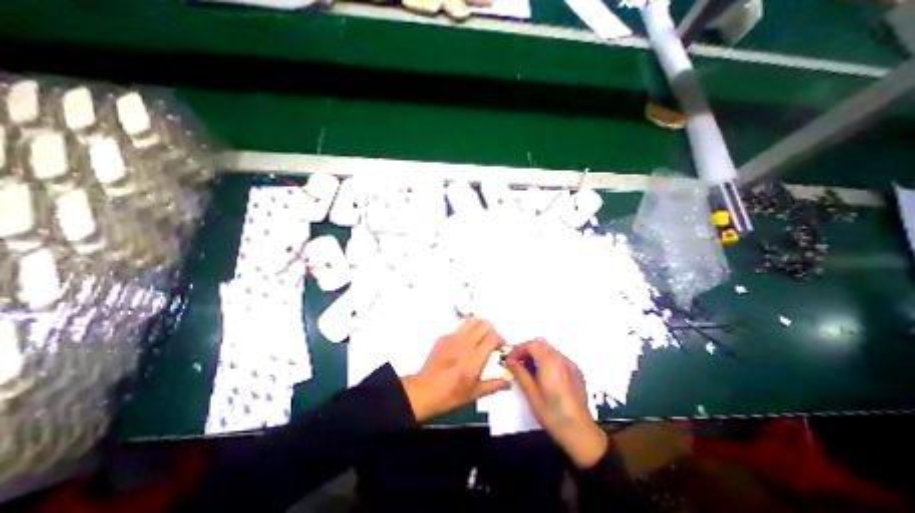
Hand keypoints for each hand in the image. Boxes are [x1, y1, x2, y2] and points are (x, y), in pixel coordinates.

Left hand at [402, 318, 512, 421]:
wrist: (424, 391)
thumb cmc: (450, 395)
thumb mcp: (474, 394)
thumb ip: (493, 385)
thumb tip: (508, 382)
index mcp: (474, 359)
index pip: (493, 337)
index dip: (500, 339)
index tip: (501, 346)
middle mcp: (464, 344)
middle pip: (484, 324)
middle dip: (491, 330)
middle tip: (491, 341)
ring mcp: (452, 338)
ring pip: (471, 321)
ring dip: (479, 326)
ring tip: (479, 338)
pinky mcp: (443, 338)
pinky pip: (459, 328)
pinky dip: (466, 332)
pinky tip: (463, 345)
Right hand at [508, 338, 605, 465]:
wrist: (580, 432)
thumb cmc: (552, 414)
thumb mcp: (531, 394)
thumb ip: (520, 373)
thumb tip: (509, 361)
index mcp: (550, 362)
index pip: (531, 345)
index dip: (518, 349)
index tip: (510, 360)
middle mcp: (562, 359)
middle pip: (541, 343)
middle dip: (527, 350)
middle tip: (518, 363)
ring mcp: (571, 364)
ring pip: (550, 350)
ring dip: (537, 354)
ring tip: (530, 370)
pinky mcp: (576, 371)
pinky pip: (559, 358)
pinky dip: (548, 360)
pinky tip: (545, 376)